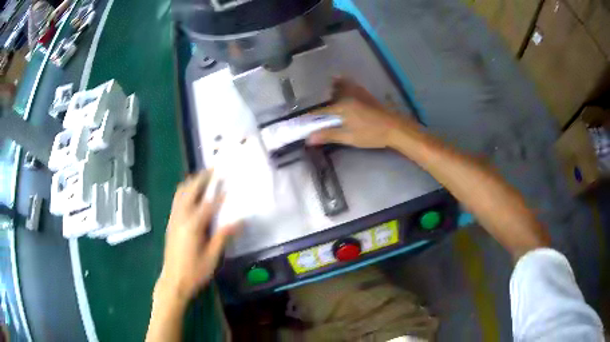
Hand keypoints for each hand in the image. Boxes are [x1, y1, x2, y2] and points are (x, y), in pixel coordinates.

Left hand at [155, 171, 239, 304]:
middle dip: (201, 178)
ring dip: (191, 183)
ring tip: (203, 178)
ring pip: (180, 193)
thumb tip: (240, 221)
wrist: (173, 281)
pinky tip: (192, 195)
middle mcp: (181, 218)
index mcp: (193, 226)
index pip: (208, 204)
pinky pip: (177, 201)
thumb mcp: (212, 257)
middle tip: (213, 169)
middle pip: (190, 191)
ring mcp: (173, 219)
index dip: (219, 193)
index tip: (228, 181)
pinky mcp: (171, 223)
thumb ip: (223, 236)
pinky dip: (185, 192)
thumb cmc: (194, 272)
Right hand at [307, 77, 417, 148]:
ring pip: (342, 86)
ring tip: (329, 96)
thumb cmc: (371, 134)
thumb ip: (328, 135)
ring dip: (334, 89)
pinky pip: (351, 86)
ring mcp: (358, 93)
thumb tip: (309, 138)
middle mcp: (348, 95)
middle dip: (323, 100)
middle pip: (331, 94)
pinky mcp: (366, 95)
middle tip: (318, 110)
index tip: (302, 121)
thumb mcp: (348, 137)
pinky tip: (346, 92)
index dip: (311, 117)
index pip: (321, 111)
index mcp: (342, 106)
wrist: (395, 128)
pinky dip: (345, 86)